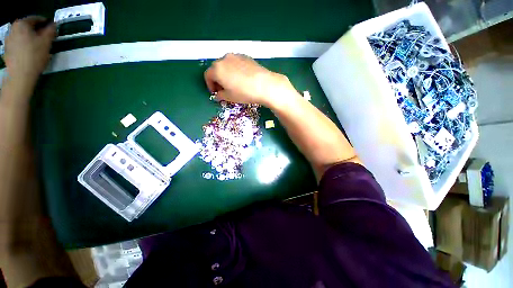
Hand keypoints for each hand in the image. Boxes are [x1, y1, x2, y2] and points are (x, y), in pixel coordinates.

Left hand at [3, 16, 55, 82]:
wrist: (20, 75)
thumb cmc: (34, 56)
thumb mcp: (46, 42)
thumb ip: (51, 30)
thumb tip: (54, 24)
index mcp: (22, 24)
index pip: (36, 18)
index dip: (45, 22)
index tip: (51, 27)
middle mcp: (13, 29)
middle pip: (27, 27)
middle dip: (36, 30)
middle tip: (45, 37)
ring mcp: (8, 40)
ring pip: (22, 35)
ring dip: (30, 38)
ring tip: (37, 45)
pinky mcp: (7, 50)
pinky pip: (18, 44)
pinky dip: (24, 45)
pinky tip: (29, 52)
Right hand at [204, 53, 295, 107]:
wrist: (264, 85)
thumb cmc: (244, 92)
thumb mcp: (229, 97)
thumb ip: (220, 95)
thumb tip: (217, 95)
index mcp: (217, 69)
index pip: (207, 76)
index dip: (210, 85)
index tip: (215, 93)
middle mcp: (224, 59)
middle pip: (216, 69)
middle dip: (217, 79)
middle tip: (223, 89)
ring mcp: (235, 56)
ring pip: (226, 65)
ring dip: (226, 74)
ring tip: (233, 84)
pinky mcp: (245, 56)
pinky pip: (235, 63)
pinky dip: (234, 70)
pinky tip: (242, 79)